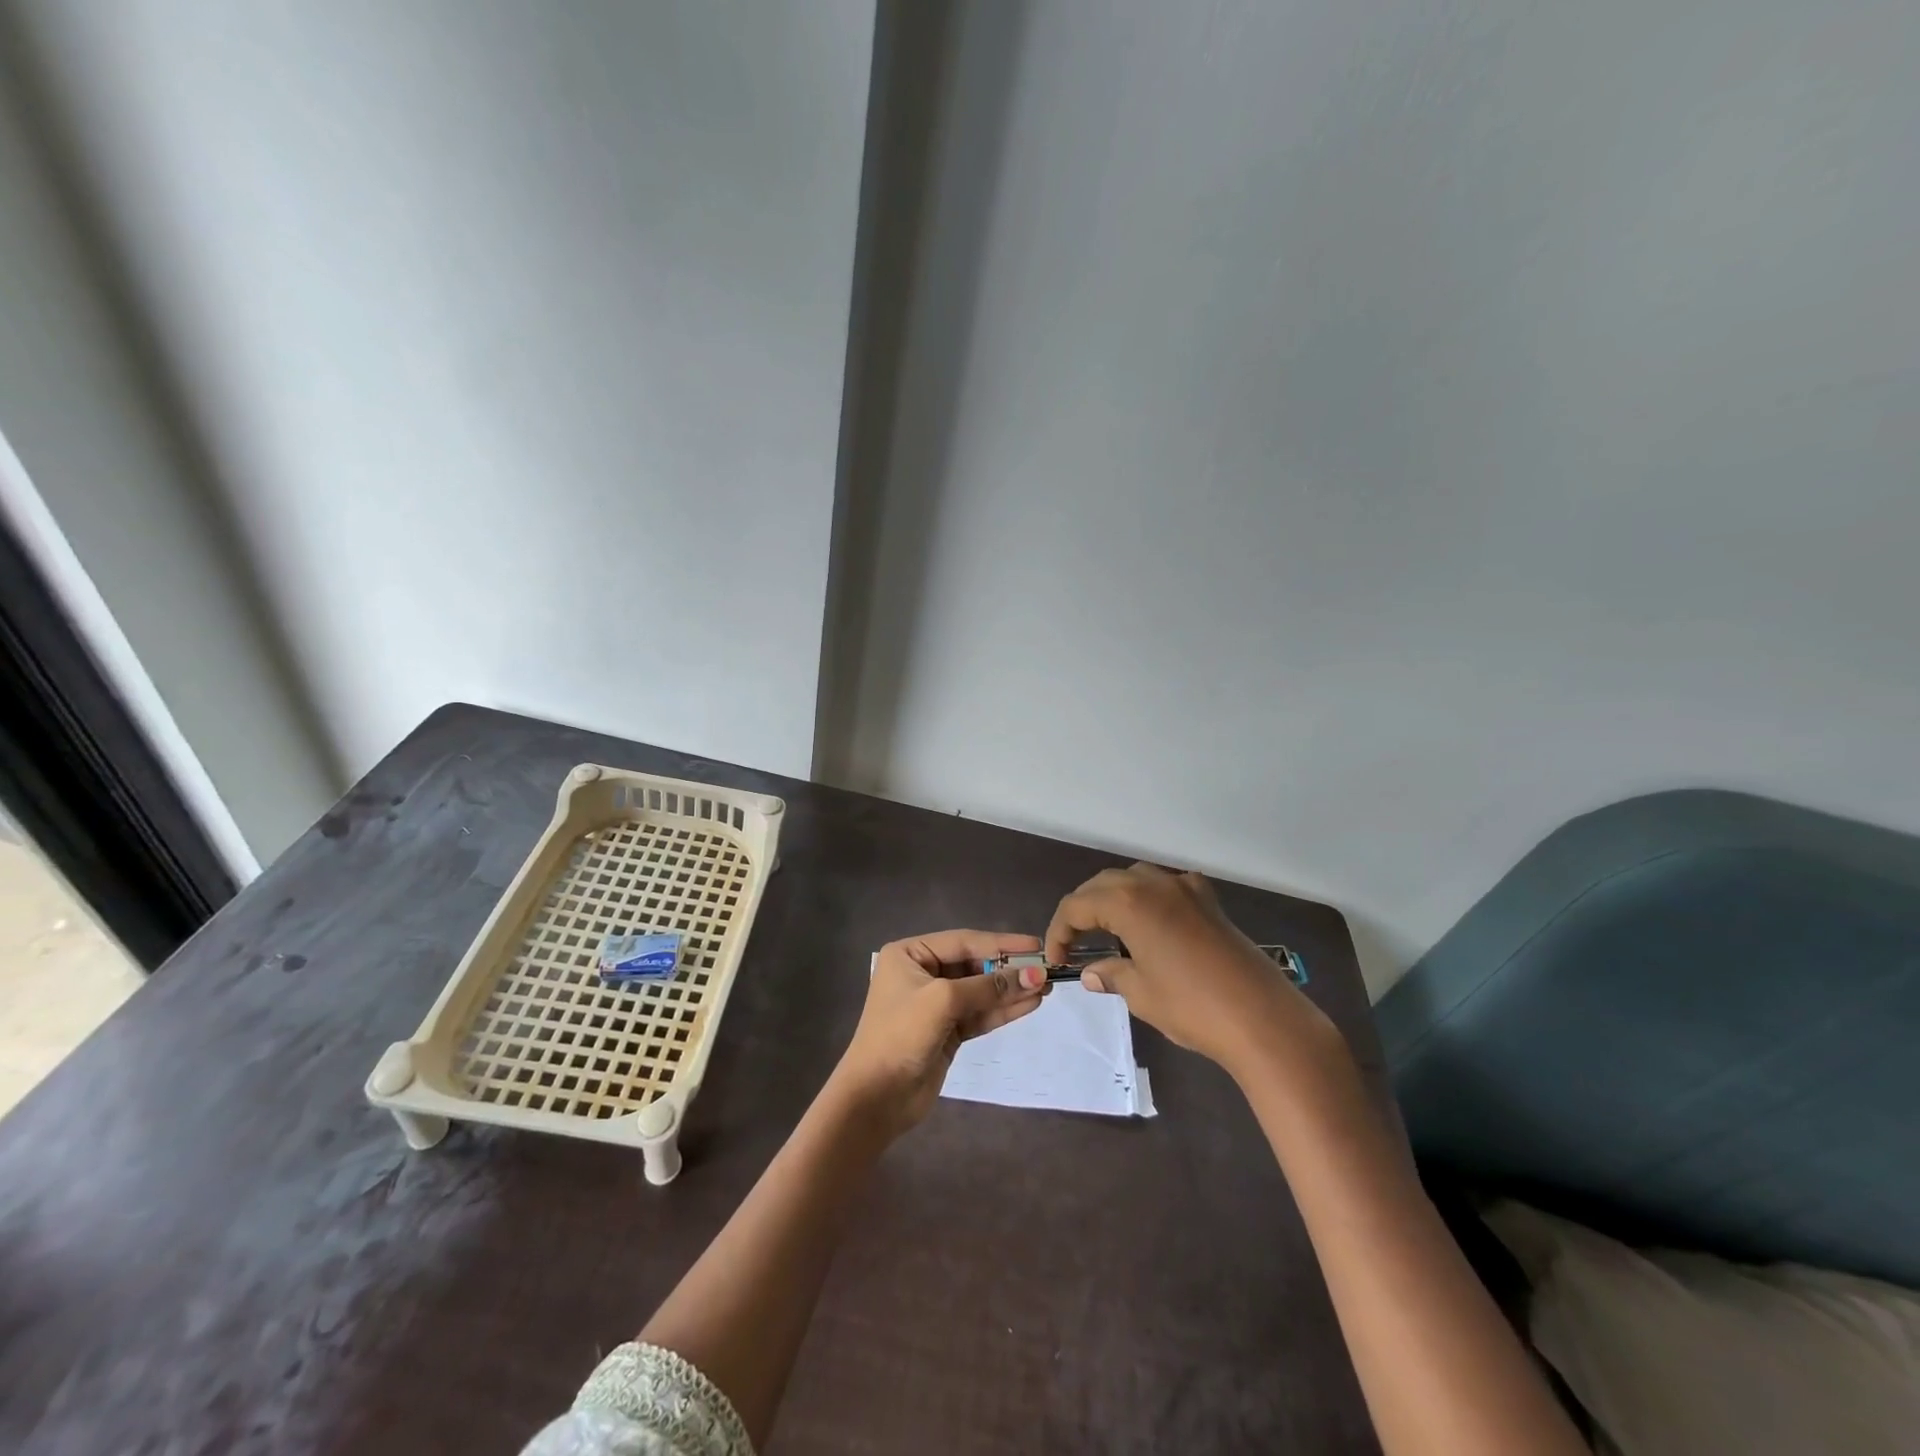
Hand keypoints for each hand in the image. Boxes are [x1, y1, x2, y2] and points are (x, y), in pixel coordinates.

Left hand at [829, 929, 1048, 1135]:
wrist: (876, 1098)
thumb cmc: (901, 1035)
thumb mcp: (943, 1001)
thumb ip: (988, 987)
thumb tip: (1034, 974)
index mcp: (910, 954)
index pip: (963, 941)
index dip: (1001, 943)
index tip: (1036, 945)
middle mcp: (922, 973)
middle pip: (974, 965)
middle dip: (1008, 968)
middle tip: (1046, 969)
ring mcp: (935, 1004)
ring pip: (981, 991)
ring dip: (1011, 990)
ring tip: (1046, 987)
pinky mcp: (947, 1031)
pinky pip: (980, 1014)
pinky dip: (1003, 1010)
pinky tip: (1030, 1003)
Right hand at [1045, 863, 1337, 1078]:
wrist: (1262, 1019)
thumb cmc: (1192, 1006)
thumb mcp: (1141, 993)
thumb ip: (1111, 975)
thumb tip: (1091, 972)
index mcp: (1129, 902)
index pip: (1077, 905)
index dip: (1059, 930)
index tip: (1056, 959)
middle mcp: (1155, 884)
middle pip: (1103, 885)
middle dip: (1083, 909)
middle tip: (1074, 942)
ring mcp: (1186, 888)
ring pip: (1136, 879)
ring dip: (1114, 898)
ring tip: (1107, 929)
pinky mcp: (1210, 902)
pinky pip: (1169, 885)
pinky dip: (1151, 897)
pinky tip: (1153, 920)